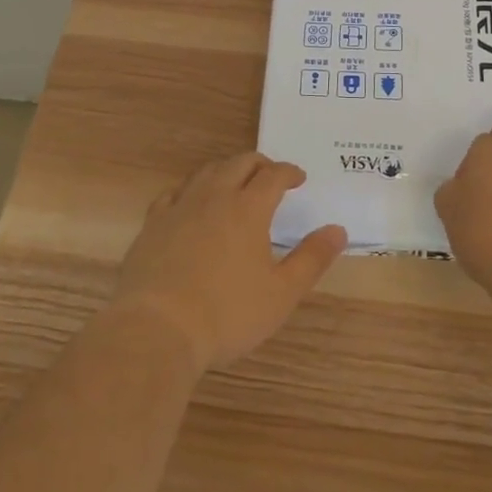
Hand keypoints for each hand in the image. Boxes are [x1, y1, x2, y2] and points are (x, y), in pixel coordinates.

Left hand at [113, 152, 347, 372]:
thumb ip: (311, 259)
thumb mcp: (281, 293)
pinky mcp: (153, 223)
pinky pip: (175, 192)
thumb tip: (338, 230)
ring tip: (235, 183)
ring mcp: (180, 206)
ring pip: (206, 172)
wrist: (157, 328)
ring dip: (226, 170)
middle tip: (271, 176)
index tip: (299, 178)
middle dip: (260, 164)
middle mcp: (214, 196)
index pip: (273, 175)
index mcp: (248, 208)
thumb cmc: (227, 314)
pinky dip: (192, 189)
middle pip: (239, 163)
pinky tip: (192, 202)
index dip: (289, 172)